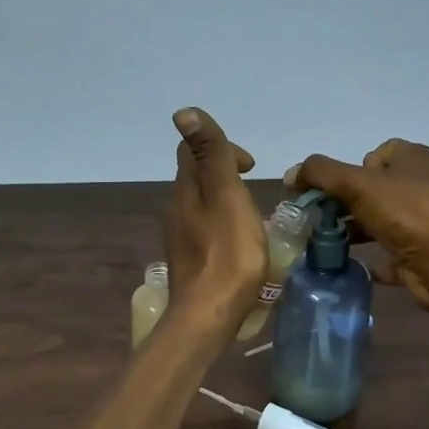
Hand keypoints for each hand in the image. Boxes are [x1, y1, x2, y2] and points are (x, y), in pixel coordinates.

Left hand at [162, 108, 265, 323]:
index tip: (250, 166)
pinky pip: (203, 230)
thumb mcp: (227, 196)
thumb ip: (212, 154)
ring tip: (251, 216)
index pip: (193, 151)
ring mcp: (179, 237)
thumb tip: (183, 111)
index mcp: (185, 191)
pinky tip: (238, 244)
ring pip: (199, 205)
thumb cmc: (227, 255)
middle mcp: (175, 209)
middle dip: (224, 173)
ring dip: (224, 200)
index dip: (222, 148)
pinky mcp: (188, 261)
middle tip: (253, 188)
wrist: (208, 317)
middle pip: (196, 178)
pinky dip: (221, 225)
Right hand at [288, 140, 428, 311]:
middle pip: (371, 188)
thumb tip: (290, 175)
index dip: (350, 169)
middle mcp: (420, 185)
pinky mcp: (419, 252)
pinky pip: (387, 252)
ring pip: (377, 220)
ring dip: (352, 230)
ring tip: (324, 243)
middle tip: (318, 218)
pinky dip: (370, 258)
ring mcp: (421, 220)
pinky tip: (349, 263)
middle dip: (343, 202)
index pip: (374, 154)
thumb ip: (320, 173)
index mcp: (413, 158)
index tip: (335, 189)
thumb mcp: (357, 183)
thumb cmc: (406, 212)